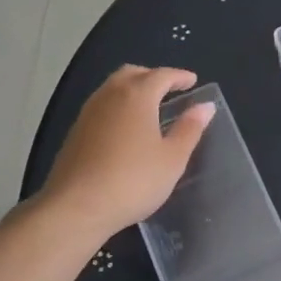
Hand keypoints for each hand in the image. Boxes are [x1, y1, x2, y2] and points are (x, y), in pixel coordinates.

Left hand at [39, 66, 213, 240]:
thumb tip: (205, 106)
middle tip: (169, 89)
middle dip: (152, 76)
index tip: (192, 80)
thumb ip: (190, 129)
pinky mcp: (75, 132)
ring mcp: (88, 113)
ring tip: (149, 107)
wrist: (76, 207)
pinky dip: (117, 106)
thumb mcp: (172, 158)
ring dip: (132, 89)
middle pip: (132, 74)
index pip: (162, 75)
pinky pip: (101, 106)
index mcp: (137, 96)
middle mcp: (109, 96)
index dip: (179, 76)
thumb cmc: (133, 181)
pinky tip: (125, 128)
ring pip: (112, 88)